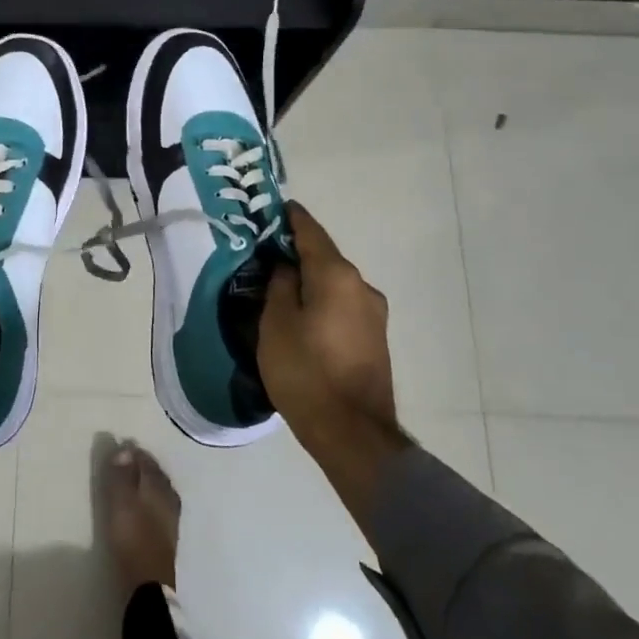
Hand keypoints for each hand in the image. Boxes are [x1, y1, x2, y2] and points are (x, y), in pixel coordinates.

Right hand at [261, 202, 410, 521]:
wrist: (351, 431)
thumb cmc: (304, 370)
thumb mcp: (275, 323)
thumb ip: (279, 285)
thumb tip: (286, 267)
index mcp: (336, 275)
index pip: (310, 232)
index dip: (290, 218)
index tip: (272, 207)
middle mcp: (361, 286)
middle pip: (324, 257)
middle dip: (295, 252)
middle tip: (263, 252)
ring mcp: (373, 313)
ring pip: (333, 283)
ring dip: (308, 279)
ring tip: (278, 286)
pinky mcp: (375, 337)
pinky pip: (342, 304)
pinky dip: (321, 299)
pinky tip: (300, 313)